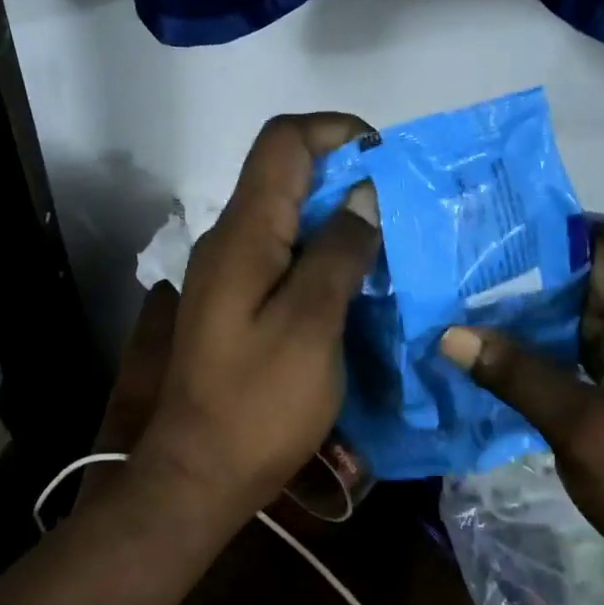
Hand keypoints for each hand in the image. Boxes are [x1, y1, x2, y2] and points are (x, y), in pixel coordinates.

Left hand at [135, 114, 381, 529]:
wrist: (200, 474)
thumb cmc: (259, 403)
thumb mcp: (311, 325)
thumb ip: (338, 253)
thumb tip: (363, 195)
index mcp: (243, 234)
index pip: (283, 142)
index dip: (336, 130)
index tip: (386, 158)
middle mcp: (229, 242)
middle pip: (286, 177)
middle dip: (346, 177)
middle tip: (402, 209)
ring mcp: (229, 275)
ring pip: (287, 219)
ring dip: (337, 220)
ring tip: (391, 245)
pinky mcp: (236, 305)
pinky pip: (283, 258)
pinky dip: (322, 256)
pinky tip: (357, 284)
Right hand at [439, 230, 603, 602]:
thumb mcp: (580, 426)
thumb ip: (517, 375)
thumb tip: (452, 334)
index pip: (600, 252)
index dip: (545, 241)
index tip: (486, 240)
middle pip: (586, 286)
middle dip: (526, 281)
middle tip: (461, 276)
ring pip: (580, 325)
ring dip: (531, 321)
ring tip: (467, 309)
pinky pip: (582, 359)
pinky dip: (544, 355)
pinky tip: (498, 358)